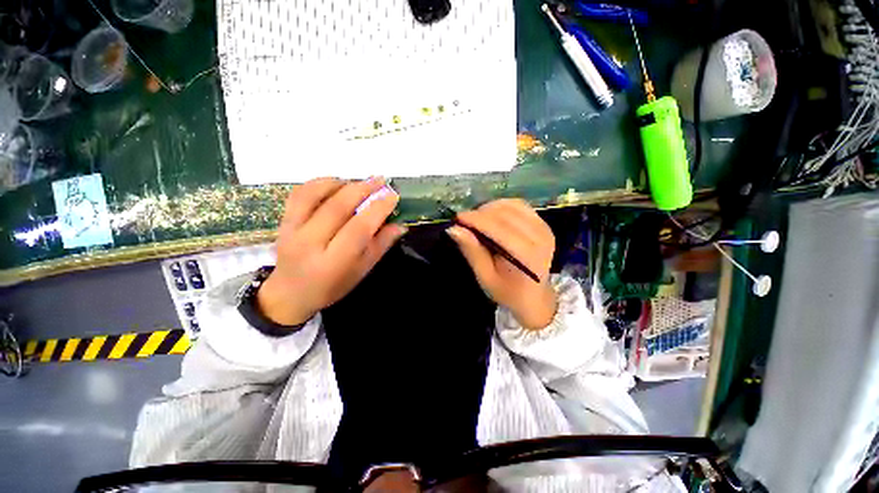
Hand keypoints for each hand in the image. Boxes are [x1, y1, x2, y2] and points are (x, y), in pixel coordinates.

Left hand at [257, 177, 405, 326]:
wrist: (289, 294)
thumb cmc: (332, 286)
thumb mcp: (361, 271)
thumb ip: (380, 246)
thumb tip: (400, 225)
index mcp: (334, 262)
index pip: (359, 228)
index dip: (378, 209)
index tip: (392, 196)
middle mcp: (310, 243)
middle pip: (338, 207)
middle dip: (363, 189)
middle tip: (381, 180)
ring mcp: (292, 230)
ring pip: (316, 195)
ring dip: (342, 183)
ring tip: (360, 182)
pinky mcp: (283, 222)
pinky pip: (299, 194)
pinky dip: (319, 183)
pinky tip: (336, 183)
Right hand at [447, 199, 556, 329]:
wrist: (534, 297)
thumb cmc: (507, 291)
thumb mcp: (485, 277)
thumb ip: (472, 251)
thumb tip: (454, 229)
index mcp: (527, 255)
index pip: (498, 228)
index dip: (476, 220)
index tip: (457, 218)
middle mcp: (539, 237)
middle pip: (505, 214)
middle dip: (481, 213)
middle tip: (464, 221)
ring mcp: (544, 228)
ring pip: (512, 205)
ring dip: (491, 208)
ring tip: (477, 219)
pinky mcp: (543, 223)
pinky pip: (520, 205)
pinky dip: (502, 206)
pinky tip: (492, 215)